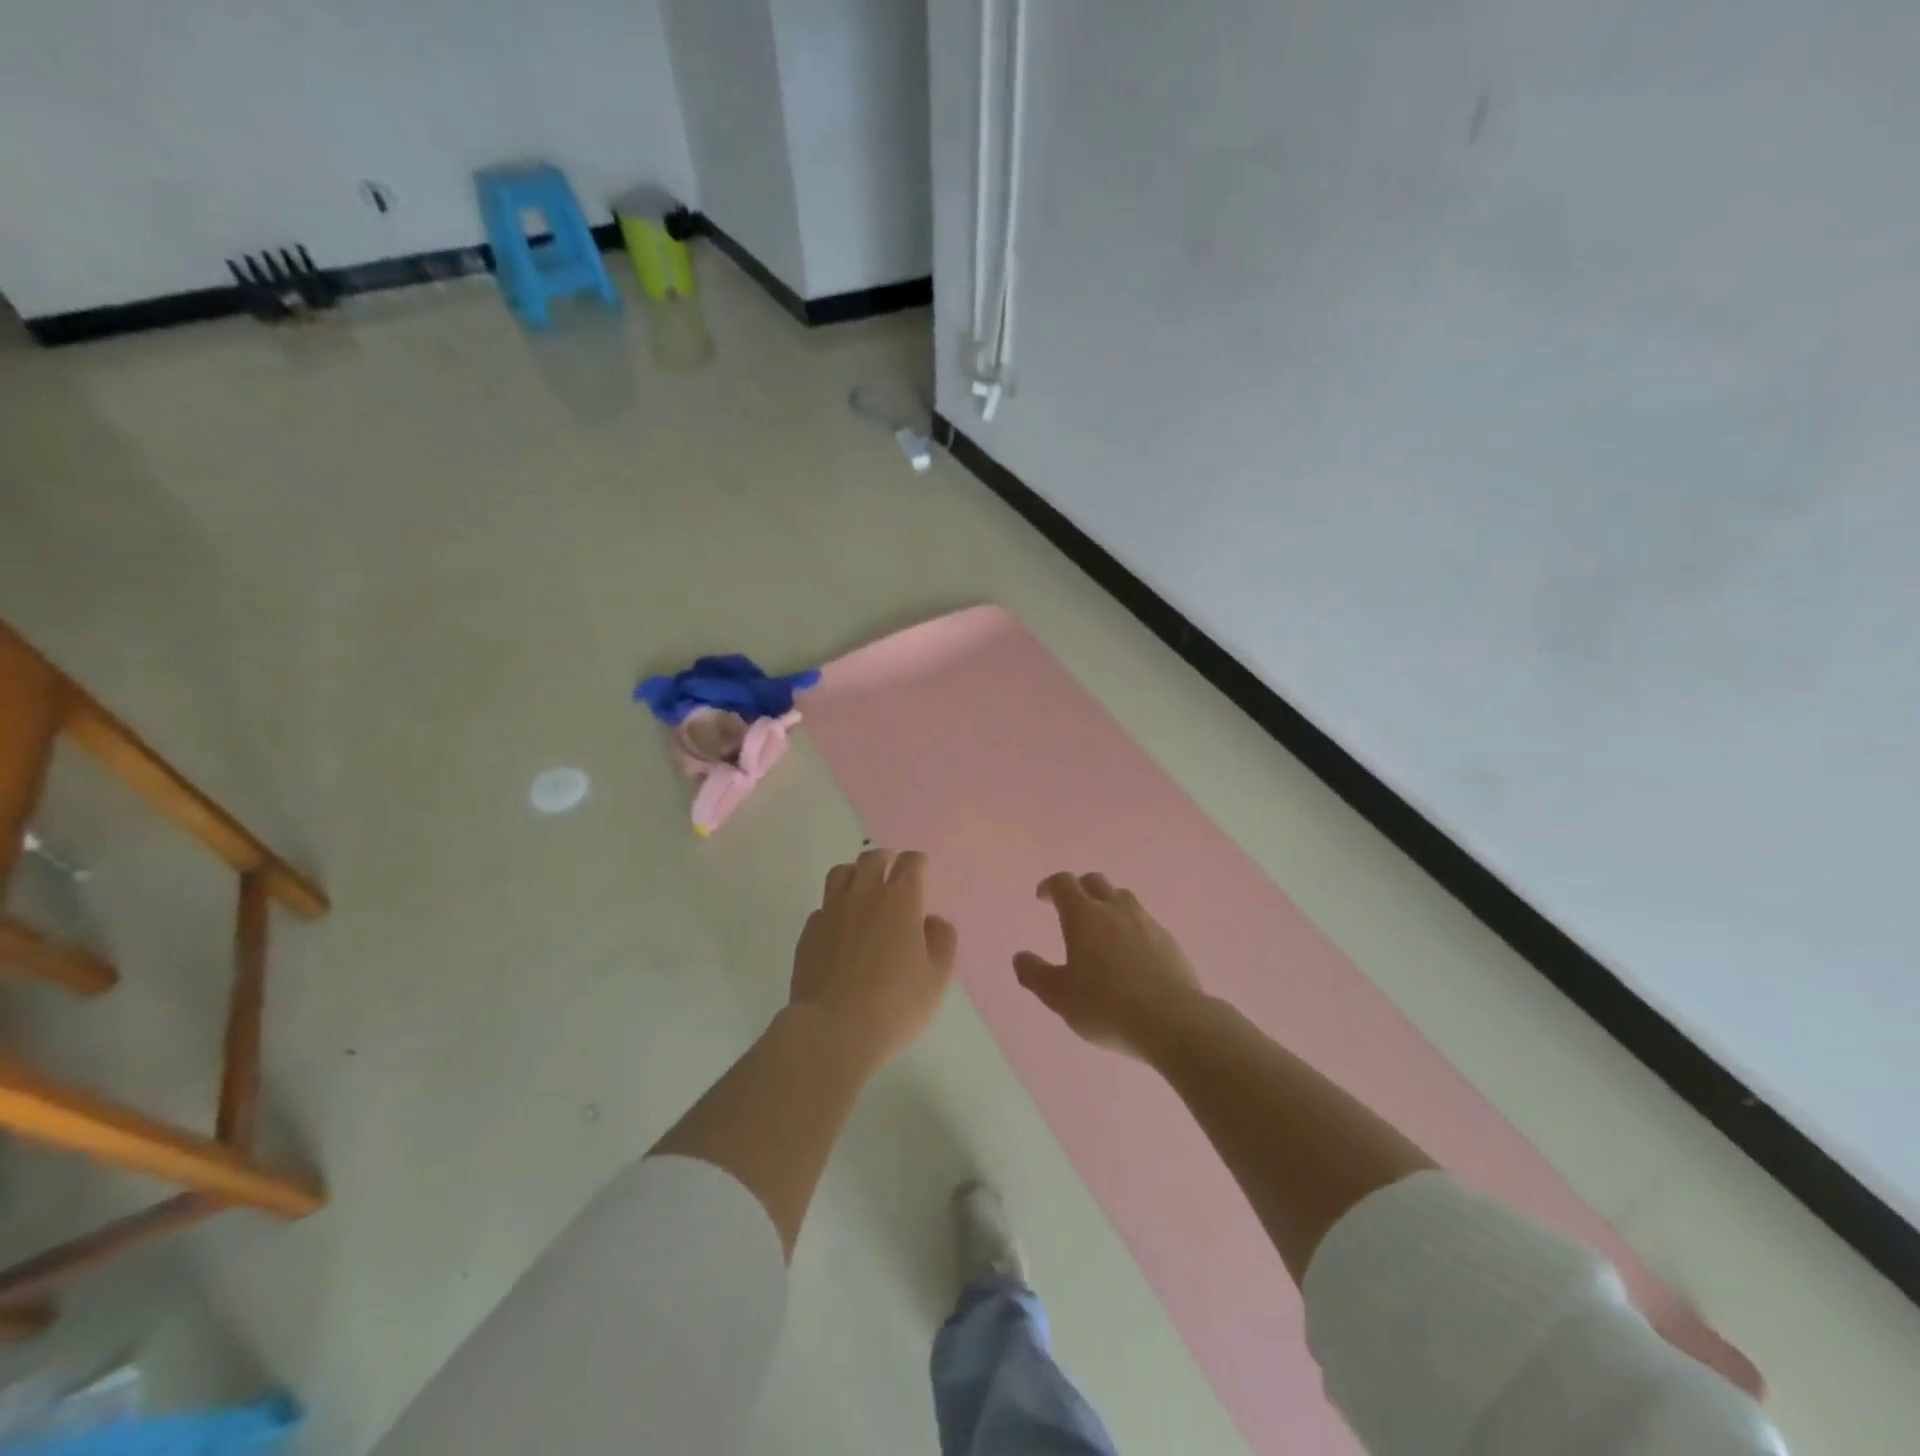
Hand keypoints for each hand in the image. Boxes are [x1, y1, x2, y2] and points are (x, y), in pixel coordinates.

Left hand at [790, 848, 957, 1068]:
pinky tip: (840, 922)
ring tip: (862, 883)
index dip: (917, 861)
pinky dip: (835, 905)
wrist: (833, 1030)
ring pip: (841, 873)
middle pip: (872, 859)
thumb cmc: (895, 1005)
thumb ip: (942, 942)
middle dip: (886, 858)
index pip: (909, 864)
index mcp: (899, 901)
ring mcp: (831, 912)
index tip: (921, 865)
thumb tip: (932, 921)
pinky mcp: (809, 932)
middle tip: (892, 866)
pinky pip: (823, 905)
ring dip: (856, 872)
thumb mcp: (936, 978)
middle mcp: (863, 896)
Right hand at [1014, 872, 1204, 1060]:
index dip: (1051, 886)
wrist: (1172, 1021)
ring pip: (1124, 899)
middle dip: (1080, 889)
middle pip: (1095, 882)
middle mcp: (1115, 909)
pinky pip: (1145, 923)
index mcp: (1084, 915)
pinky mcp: (1170, 941)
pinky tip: (1131, 956)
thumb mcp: (1059, 996)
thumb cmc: (1105, 1006)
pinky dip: (1132, 929)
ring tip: (1103, 931)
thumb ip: (1035, 974)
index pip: (1064, 883)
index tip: (1043, 898)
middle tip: (1072, 909)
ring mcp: (1147, 922)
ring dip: (1108, 906)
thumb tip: (1020, 957)